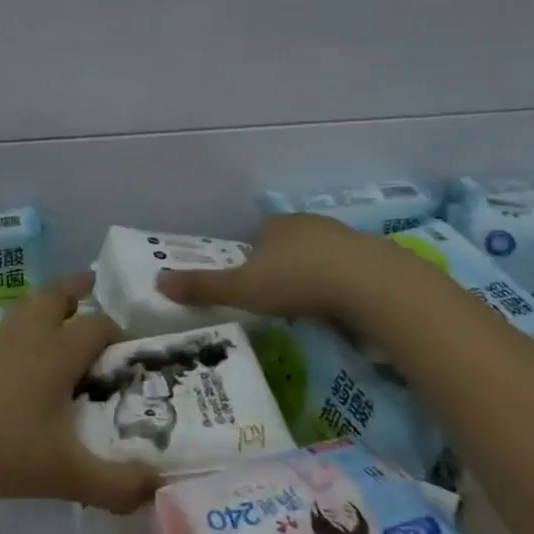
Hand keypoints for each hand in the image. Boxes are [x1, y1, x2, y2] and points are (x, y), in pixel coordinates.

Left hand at [0, 273, 160, 514]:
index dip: (118, 333)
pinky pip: (5, 335)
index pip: (97, 326)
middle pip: (54, 296)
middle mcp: (26, 340)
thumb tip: (159, 487)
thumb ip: (114, 485)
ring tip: (59, 314)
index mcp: (55, 354)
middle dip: (76, 289)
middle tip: (92, 287)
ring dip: (45, 304)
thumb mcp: (63, 474)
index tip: (133, 351)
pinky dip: (21, 333)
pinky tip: (20, 365)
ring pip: (25, 310)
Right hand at [156, 212, 381, 320]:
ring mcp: (346, 237)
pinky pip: (352, 272)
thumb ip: (203, 287)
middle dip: (284, 269)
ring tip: (313, 310)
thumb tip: (157, 282)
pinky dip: (345, 287)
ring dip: (316, 278)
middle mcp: (309, 223)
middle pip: (290, 245)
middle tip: (281, 303)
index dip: (252, 261)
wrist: (371, 285)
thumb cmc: (298, 281)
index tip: (254, 288)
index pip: (258, 237)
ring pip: (322, 258)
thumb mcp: (242, 289)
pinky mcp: (376, 257)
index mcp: (276, 225)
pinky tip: (345, 310)